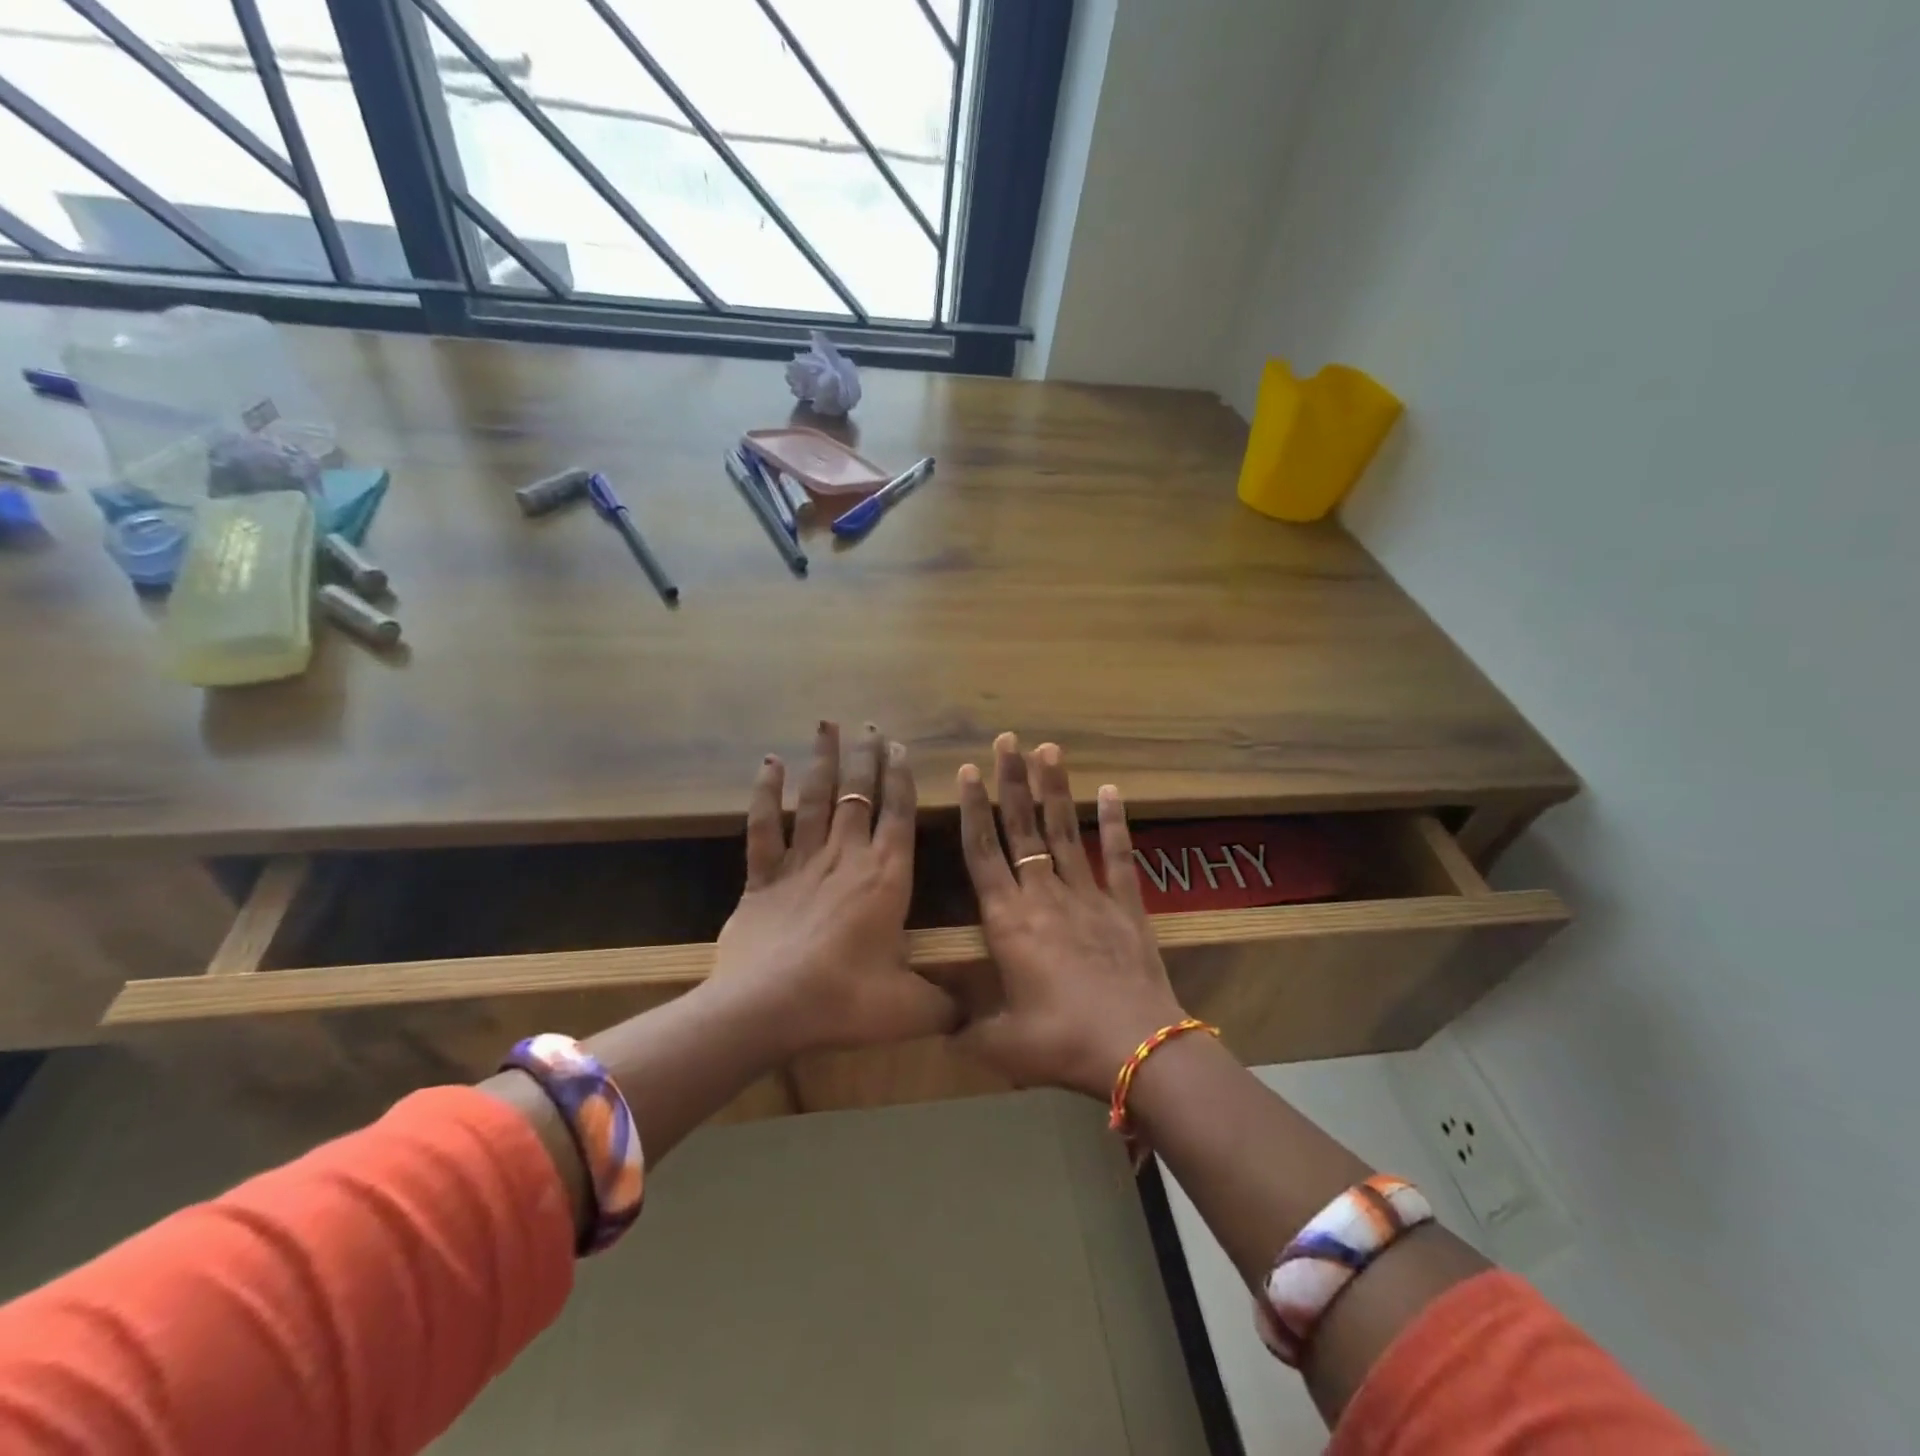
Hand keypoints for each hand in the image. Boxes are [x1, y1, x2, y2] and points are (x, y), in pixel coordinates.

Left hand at [710, 721, 955, 1057]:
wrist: (766, 1008)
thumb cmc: (846, 1001)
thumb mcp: (908, 1010)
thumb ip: (944, 1007)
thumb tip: (971, 1016)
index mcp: (886, 878)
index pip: (899, 815)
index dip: (901, 778)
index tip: (900, 747)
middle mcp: (846, 857)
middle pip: (858, 794)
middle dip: (865, 757)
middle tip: (869, 724)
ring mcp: (801, 863)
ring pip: (815, 799)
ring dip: (823, 761)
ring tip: (828, 725)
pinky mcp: (762, 877)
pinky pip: (763, 827)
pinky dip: (765, 794)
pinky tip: (768, 764)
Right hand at [951, 734, 1188, 1098]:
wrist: (1136, 1048)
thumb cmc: (1060, 1042)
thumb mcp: (1001, 1045)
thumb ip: (966, 1030)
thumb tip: (939, 1028)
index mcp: (1008, 920)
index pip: (983, 852)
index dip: (973, 809)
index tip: (968, 771)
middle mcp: (1043, 895)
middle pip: (1022, 828)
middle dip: (1011, 782)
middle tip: (1006, 740)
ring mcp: (1088, 895)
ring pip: (1064, 831)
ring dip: (1054, 789)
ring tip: (1048, 749)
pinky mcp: (1125, 906)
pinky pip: (1118, 856)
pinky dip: (1116, 823)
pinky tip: (1112, 791)